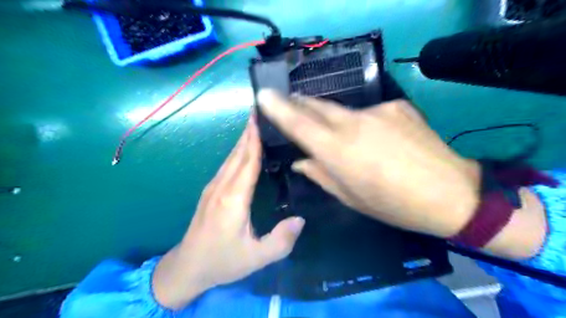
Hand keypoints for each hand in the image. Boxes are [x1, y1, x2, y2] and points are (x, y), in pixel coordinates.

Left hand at [153, 118, 304, 309]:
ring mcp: (213, 188)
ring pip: (230, 158)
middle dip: (248, 132)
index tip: (260, 118)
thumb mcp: (256, 258)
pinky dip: (237, 153)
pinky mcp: (210, 192)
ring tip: (254, 125)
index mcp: (233, 199)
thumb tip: (301, 219)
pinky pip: (226, 166)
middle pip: (237, 154)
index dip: (254, 140)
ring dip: (242, 140)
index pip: (247, 162)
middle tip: (259, 112)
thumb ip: (281, 241)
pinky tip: (243, 150)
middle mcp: (222, 188)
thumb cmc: (222, 261)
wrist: (188, 267)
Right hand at [258, 90, 478, 236]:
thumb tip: (300, 161)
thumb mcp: (351, 198)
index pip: (299, 123)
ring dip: (334, 119)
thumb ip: (321, 175)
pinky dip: (364, 123)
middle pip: (317, 106)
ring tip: (341, 135)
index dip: (278, 108)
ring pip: (344, 110)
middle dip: (300, 103)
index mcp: (338, 151)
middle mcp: (354, 124)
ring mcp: (378, 111)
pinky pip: (370, 112)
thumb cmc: (394, 204)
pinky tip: (377, 138)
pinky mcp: (397, 106)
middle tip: (289, 103)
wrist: (451, 193)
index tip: (263, 95)